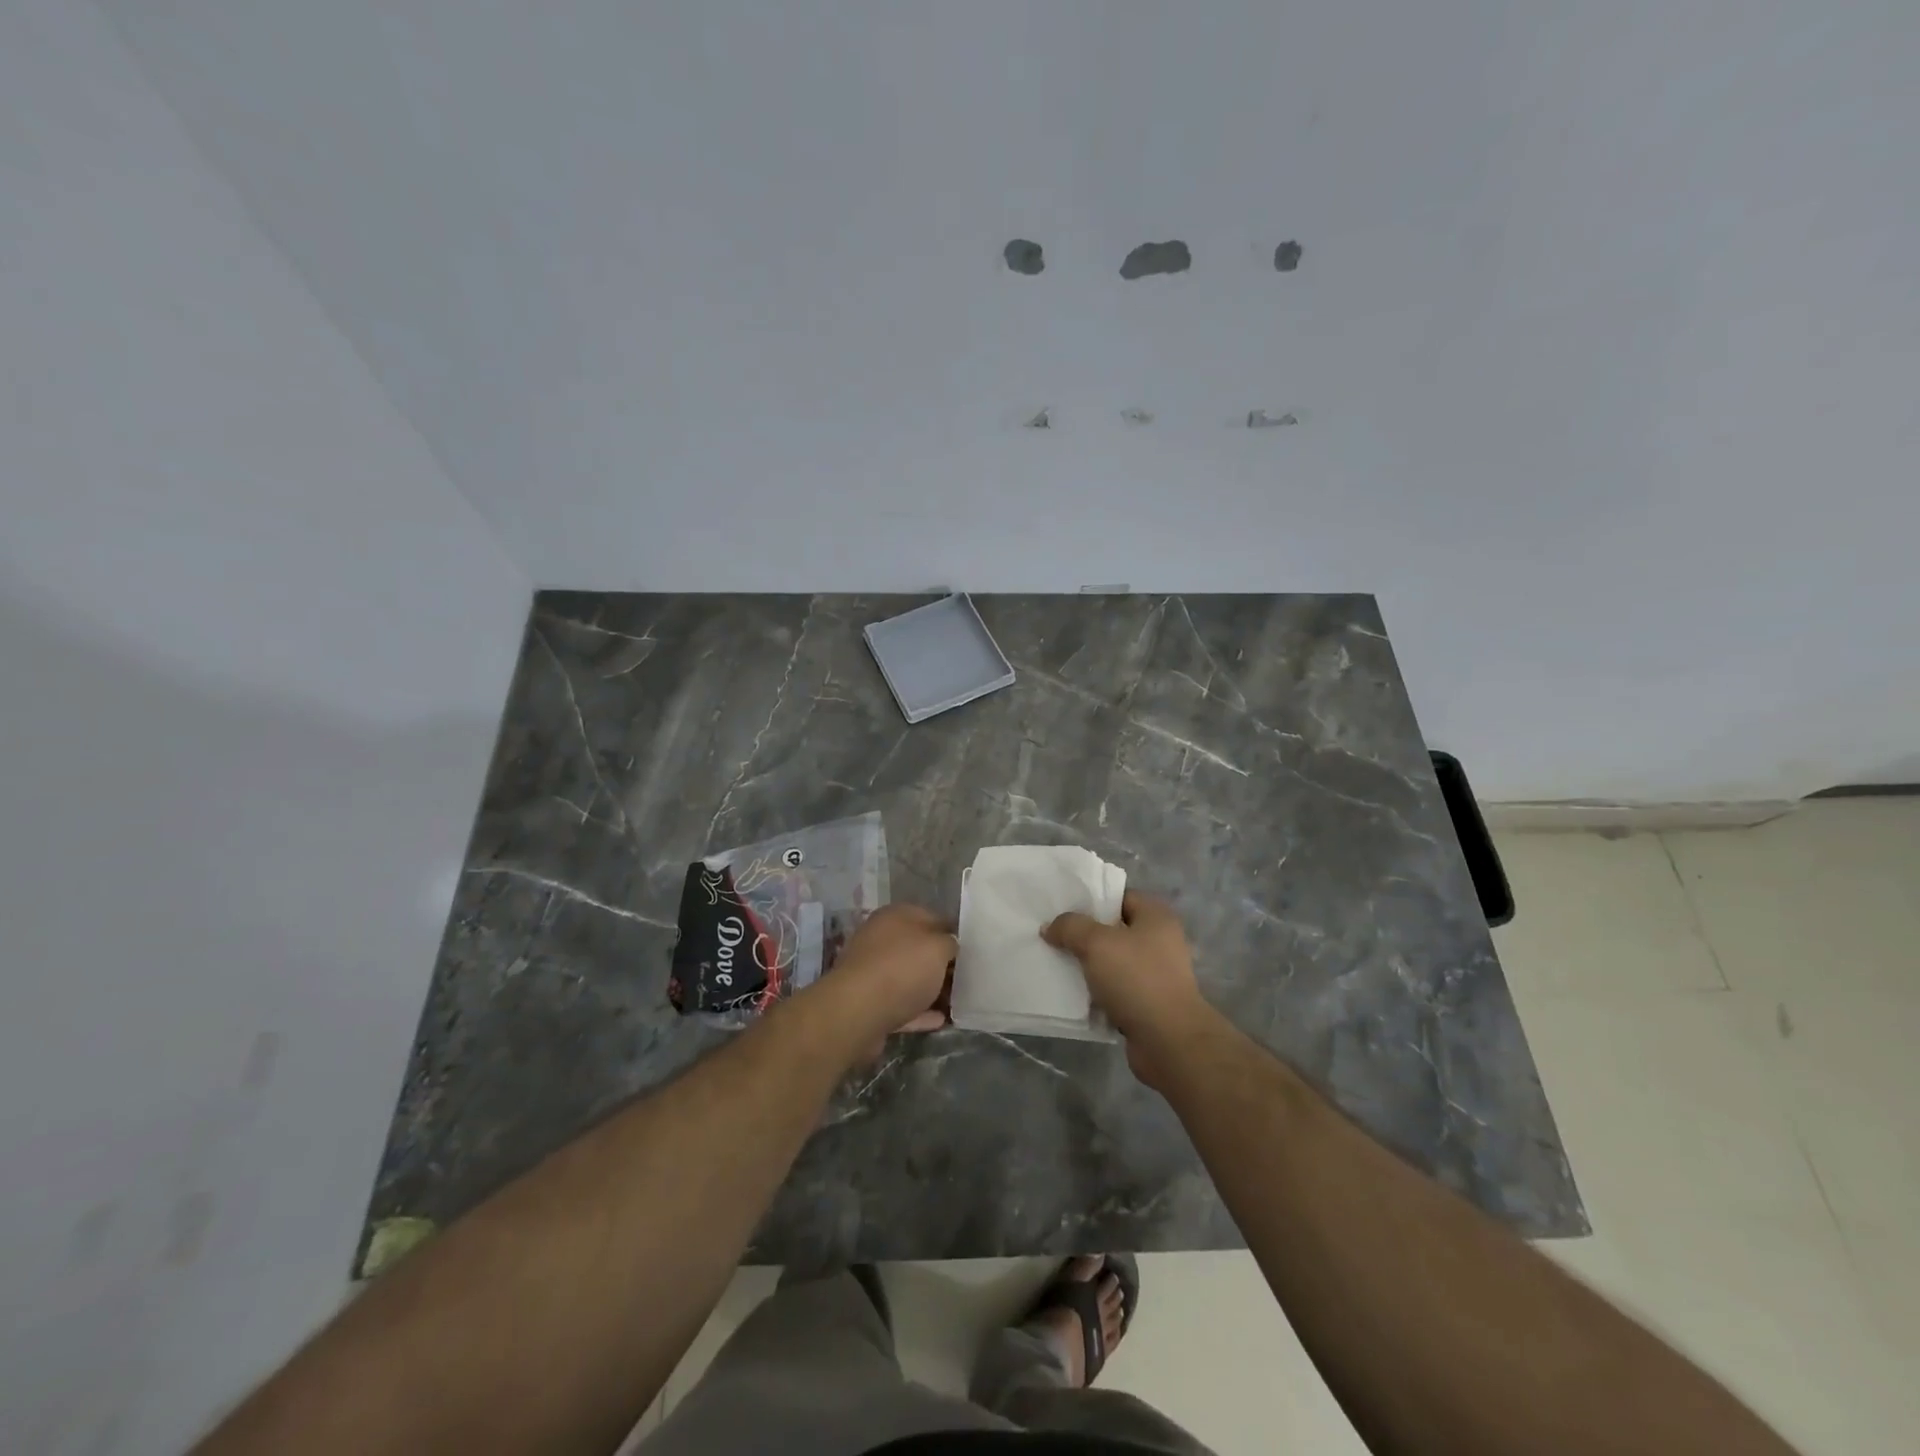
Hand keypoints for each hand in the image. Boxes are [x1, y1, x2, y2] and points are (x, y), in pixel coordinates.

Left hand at [826, 902, 954, 1052]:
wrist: (857, 1012)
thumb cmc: (901, 969)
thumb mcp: (938, 948)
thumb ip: (949, 943)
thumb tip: (950, 944)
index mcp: (895, 916)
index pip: (931, 917)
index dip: (952, 931)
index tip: (972, 949)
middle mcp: (880, 939)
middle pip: (918, 949)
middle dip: (941, 963)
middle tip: (968, 977)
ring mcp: (873, 972)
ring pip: (909, 977)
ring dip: (931, 989)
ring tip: (957, 1001)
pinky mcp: (869, 1003)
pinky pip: (901, 1005)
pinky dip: (920, 1012)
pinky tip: (941, 1020)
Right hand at [1043, 890, 1214, 1089]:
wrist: (1168, 1041)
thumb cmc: (1137, 979)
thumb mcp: (1096, 943)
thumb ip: (1070, 927)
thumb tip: (1050, 926)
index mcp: (1156, 917)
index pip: (1120, 896)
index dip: (1092, 899)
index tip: (1062, 907)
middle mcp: (1161, 941)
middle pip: (1115, 929)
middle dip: (1085, 934)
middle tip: (1054, 936)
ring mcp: (1156, 974)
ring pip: (1113, 961)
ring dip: (1089, 965)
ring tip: (1058, 964)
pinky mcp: (1149, 1003)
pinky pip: (1116, 989)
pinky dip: (1097, 991)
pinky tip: (1074, 993)